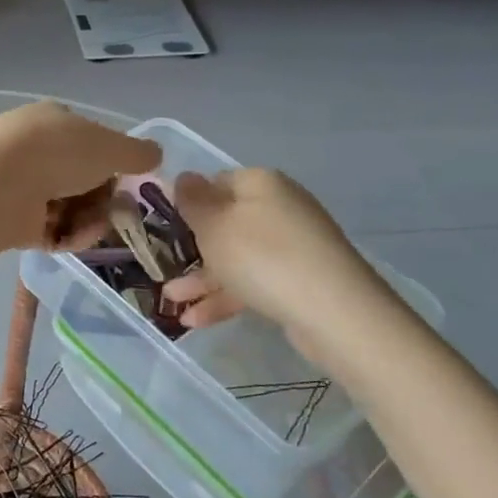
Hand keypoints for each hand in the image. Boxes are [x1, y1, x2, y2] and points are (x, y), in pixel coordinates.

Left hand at [0, 102, 161, 249]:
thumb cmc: (57, 153)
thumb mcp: (109, 147)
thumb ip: (137, 153)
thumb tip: (156, 154)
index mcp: (52, 121)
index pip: (90, 140)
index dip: (112, 162)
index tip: (130, 181)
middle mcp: (34, 150)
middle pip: (82, 178)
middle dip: (104, 198)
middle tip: (120, 211)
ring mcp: (21, 185)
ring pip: (70, 207)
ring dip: (90, 220)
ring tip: (96, 227)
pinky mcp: (14, 220)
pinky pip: (52, 230)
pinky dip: (68, 236)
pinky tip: (75, 238)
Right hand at [162, 169, 377, 333]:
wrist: (334, 312)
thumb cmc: (262, 258)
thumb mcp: (213, 225)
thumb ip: (192, 201)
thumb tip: (184, 177)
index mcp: (260, 183)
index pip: (216, 182)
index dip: (188, 202)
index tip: (164, 226)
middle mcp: (279, 207)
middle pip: (225, 222)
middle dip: (191, 247)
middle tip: (163, 265)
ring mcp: (293, 245)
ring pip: (236, 257)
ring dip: (202, 278)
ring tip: (170, 301)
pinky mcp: (300, 279)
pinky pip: (253, 281)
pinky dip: (226, 297)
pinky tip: (194, 321)